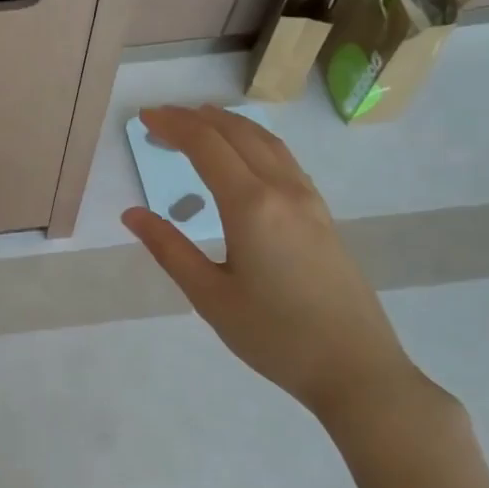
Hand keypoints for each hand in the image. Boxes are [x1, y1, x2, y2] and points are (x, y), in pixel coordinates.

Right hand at [122, 106, 423, 423]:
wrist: (356, 369)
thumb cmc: (274, 336)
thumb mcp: (209, 296)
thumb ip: (169, 249)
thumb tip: (132, 214)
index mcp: (251, 206)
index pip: (206, 146)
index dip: (173, 125)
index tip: (144, 118)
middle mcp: (283, 191)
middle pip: (237, 134)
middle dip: (196, 119)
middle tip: (161, 119)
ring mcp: (309, 201)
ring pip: (266, 142)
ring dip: (229, 124)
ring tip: (199, 121)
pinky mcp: (322, 216)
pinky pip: (284, 159)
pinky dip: (254, 142)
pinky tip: (244, 156)